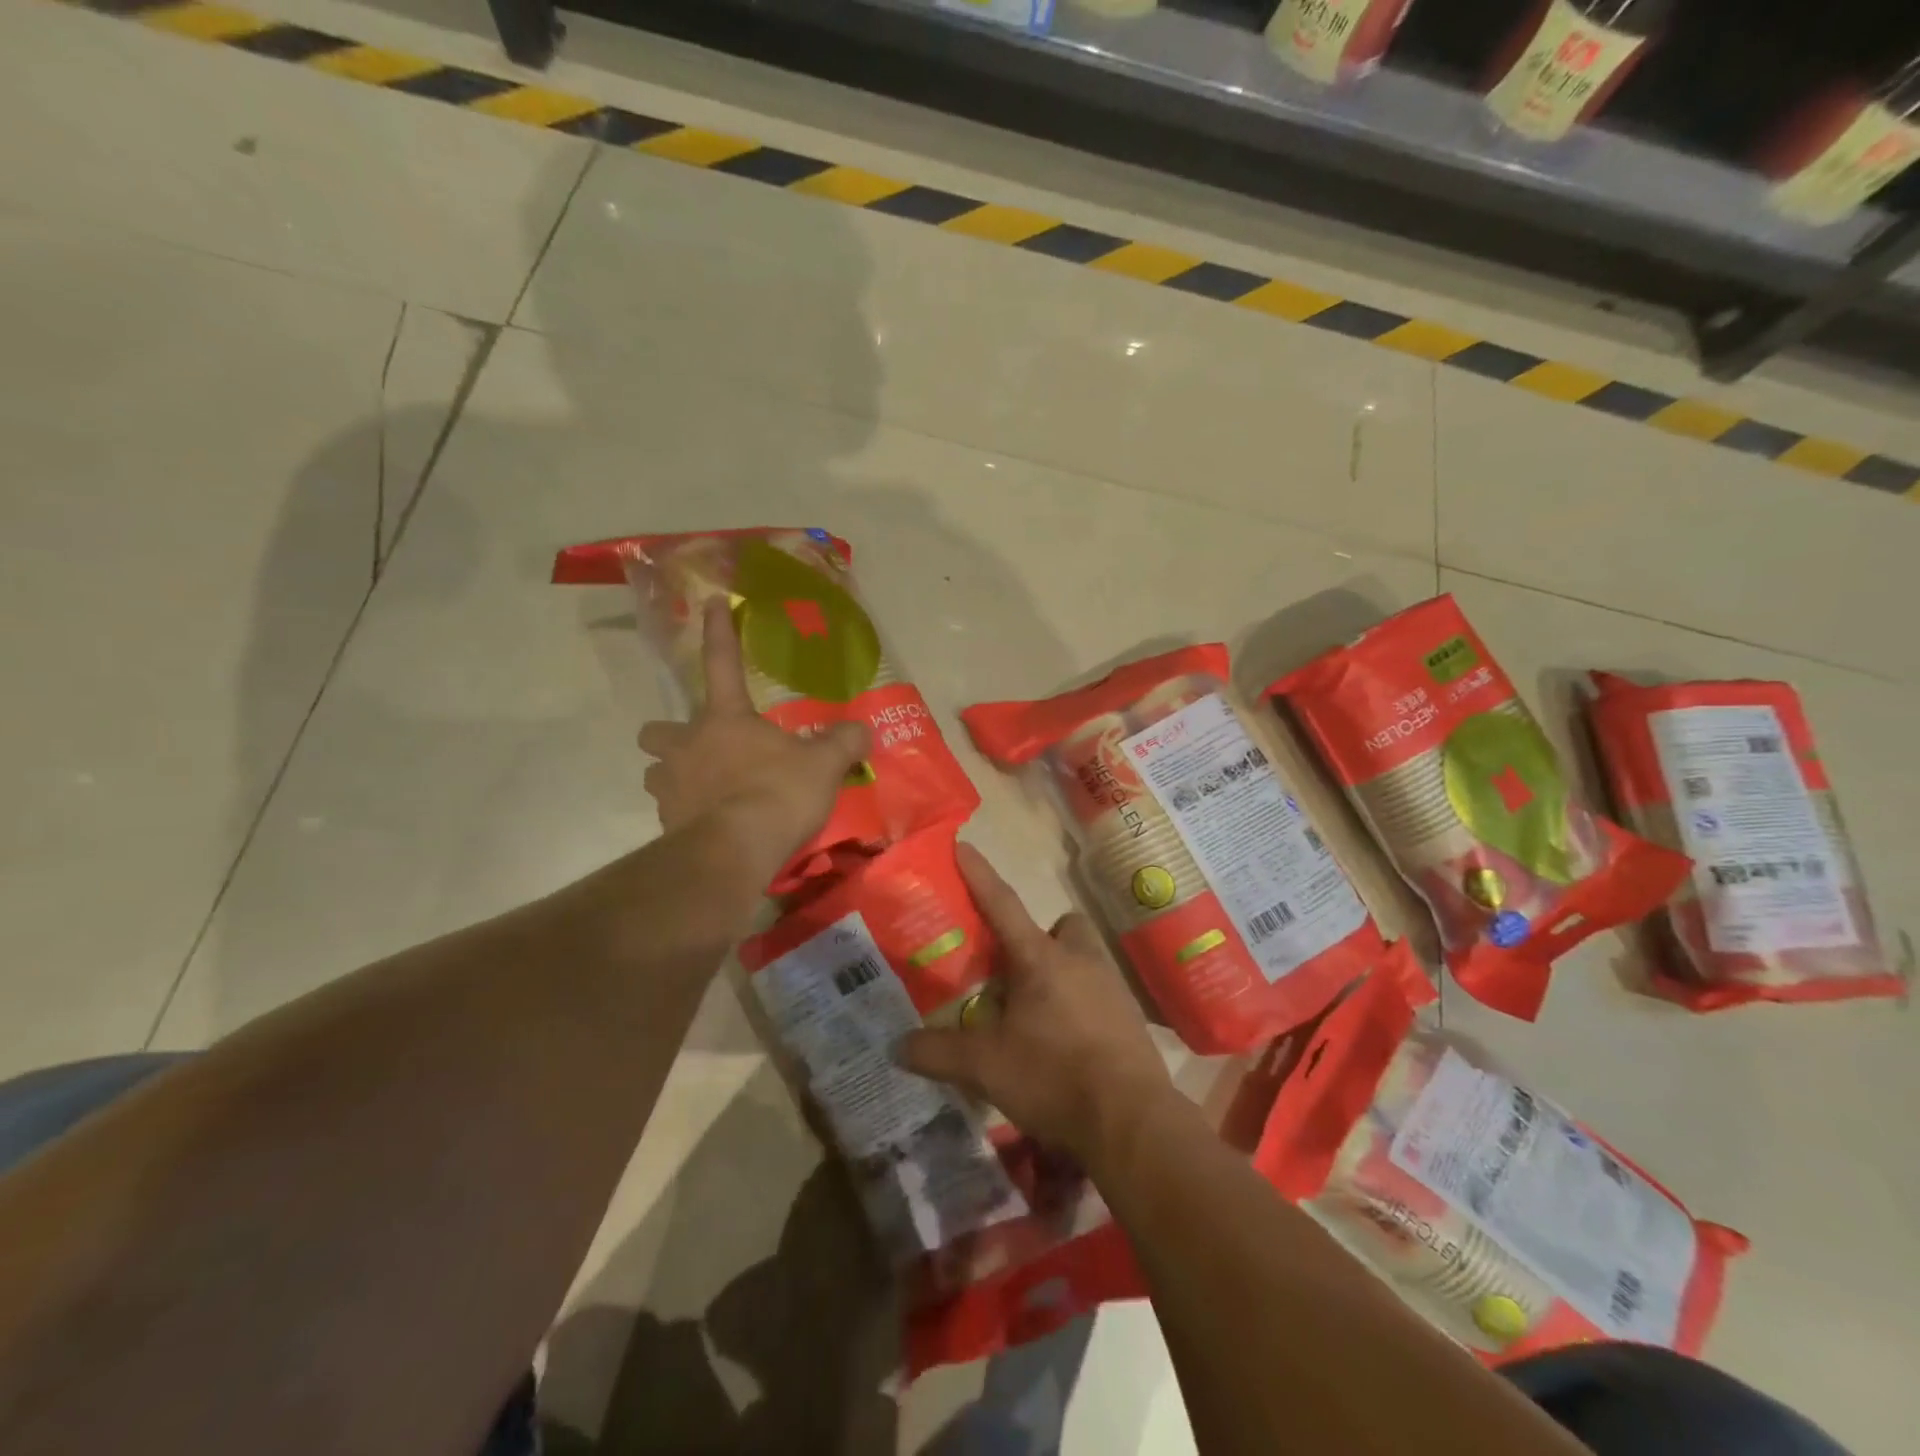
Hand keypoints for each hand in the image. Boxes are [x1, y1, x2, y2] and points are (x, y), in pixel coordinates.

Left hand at [638, 600, 868, 885]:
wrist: (736, 851)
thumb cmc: (778, 793)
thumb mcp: (823, 765)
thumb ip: (843, 743)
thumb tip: (862, 730)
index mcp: (725, 719)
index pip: (721, 662)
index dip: (718, 631)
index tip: (710, 602)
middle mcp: (687, 745)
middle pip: (656, 730)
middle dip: (669, 735)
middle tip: (696, 748)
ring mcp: (671, 786)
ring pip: (654, 773)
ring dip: (672, 776)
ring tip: (700, 789)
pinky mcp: (666, 825)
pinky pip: (669, 813)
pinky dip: (685, 815)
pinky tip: (709, 826)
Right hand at [897, 845, 1173, 1166]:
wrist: (1131, 1122)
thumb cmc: (1054, 1077)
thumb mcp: (986, 1067)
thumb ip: (938, 1053)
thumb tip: (897, 1046)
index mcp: (1041, 959)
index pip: (1002, 904)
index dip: (979, 874)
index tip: (963, 844)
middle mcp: (1081, 961)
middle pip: (1063, 926)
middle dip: (1040, 937)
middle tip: (1015, 971)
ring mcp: (1111, 988)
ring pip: (1083, 958)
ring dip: (1060, 972)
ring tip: (1034, 1013)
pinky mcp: (1129, 1018)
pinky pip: (1099, 994)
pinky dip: (1079, 1006)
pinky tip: (1064, 1043)